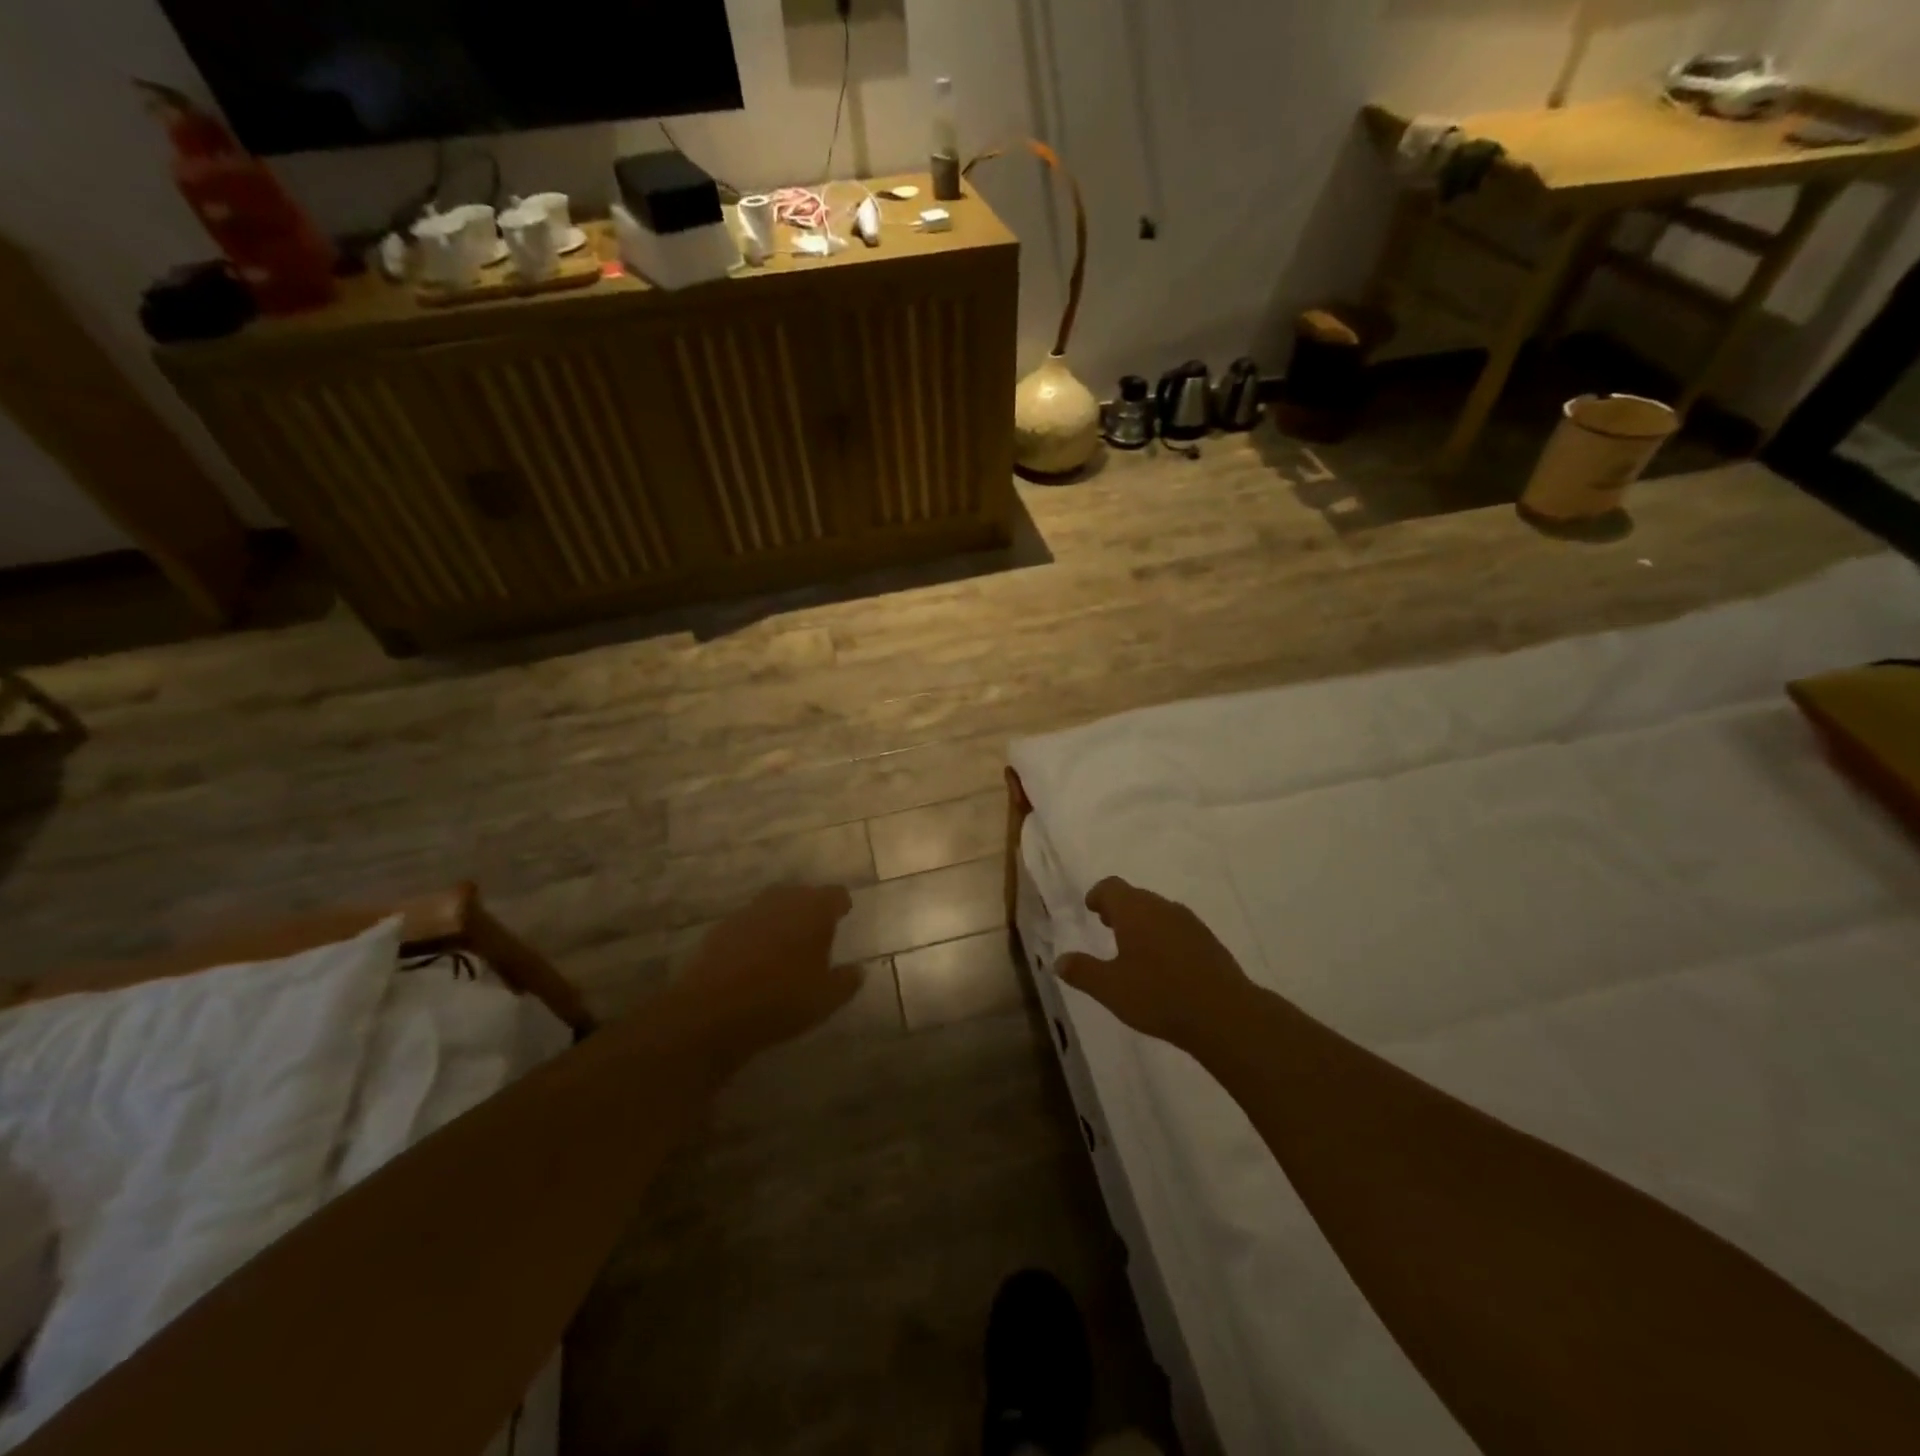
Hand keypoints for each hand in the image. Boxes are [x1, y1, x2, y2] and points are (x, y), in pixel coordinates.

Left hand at [669, 884, 859, 1075]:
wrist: (712, 1011)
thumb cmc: (781, 999)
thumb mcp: (826, 998)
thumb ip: (847, 981)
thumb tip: (859, 970)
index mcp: (813, 909)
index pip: (835, 894)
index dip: (840, 905)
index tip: (843, 917)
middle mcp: (782, 900)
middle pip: (802, 895)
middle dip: (810, 910)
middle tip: (817, 933)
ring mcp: (748, 912)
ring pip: (773, 907)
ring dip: (781, 921)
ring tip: (787, 947)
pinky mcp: (721, 929)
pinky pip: (748, 925)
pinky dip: (756, 936)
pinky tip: (756, 960)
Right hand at [1056, 878, 1252, 1050]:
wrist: (1224, 1014)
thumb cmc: (1158, 996)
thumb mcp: (1110, 989)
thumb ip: (1083, 971)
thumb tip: (1059, 960)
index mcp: (1134, 911)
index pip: (1111, 887)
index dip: (1098, 895)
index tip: (1091, 908)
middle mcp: (1162, 907)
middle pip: (1135, 897)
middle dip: (1119, 908)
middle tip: (1106, 925)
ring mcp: (1189, 922)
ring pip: (1159, 911)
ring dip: (1143, 922)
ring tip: (1133, 946)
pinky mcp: (1209, 940)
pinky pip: (1178, 928)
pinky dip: (1164, 936)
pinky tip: (1164, 964)